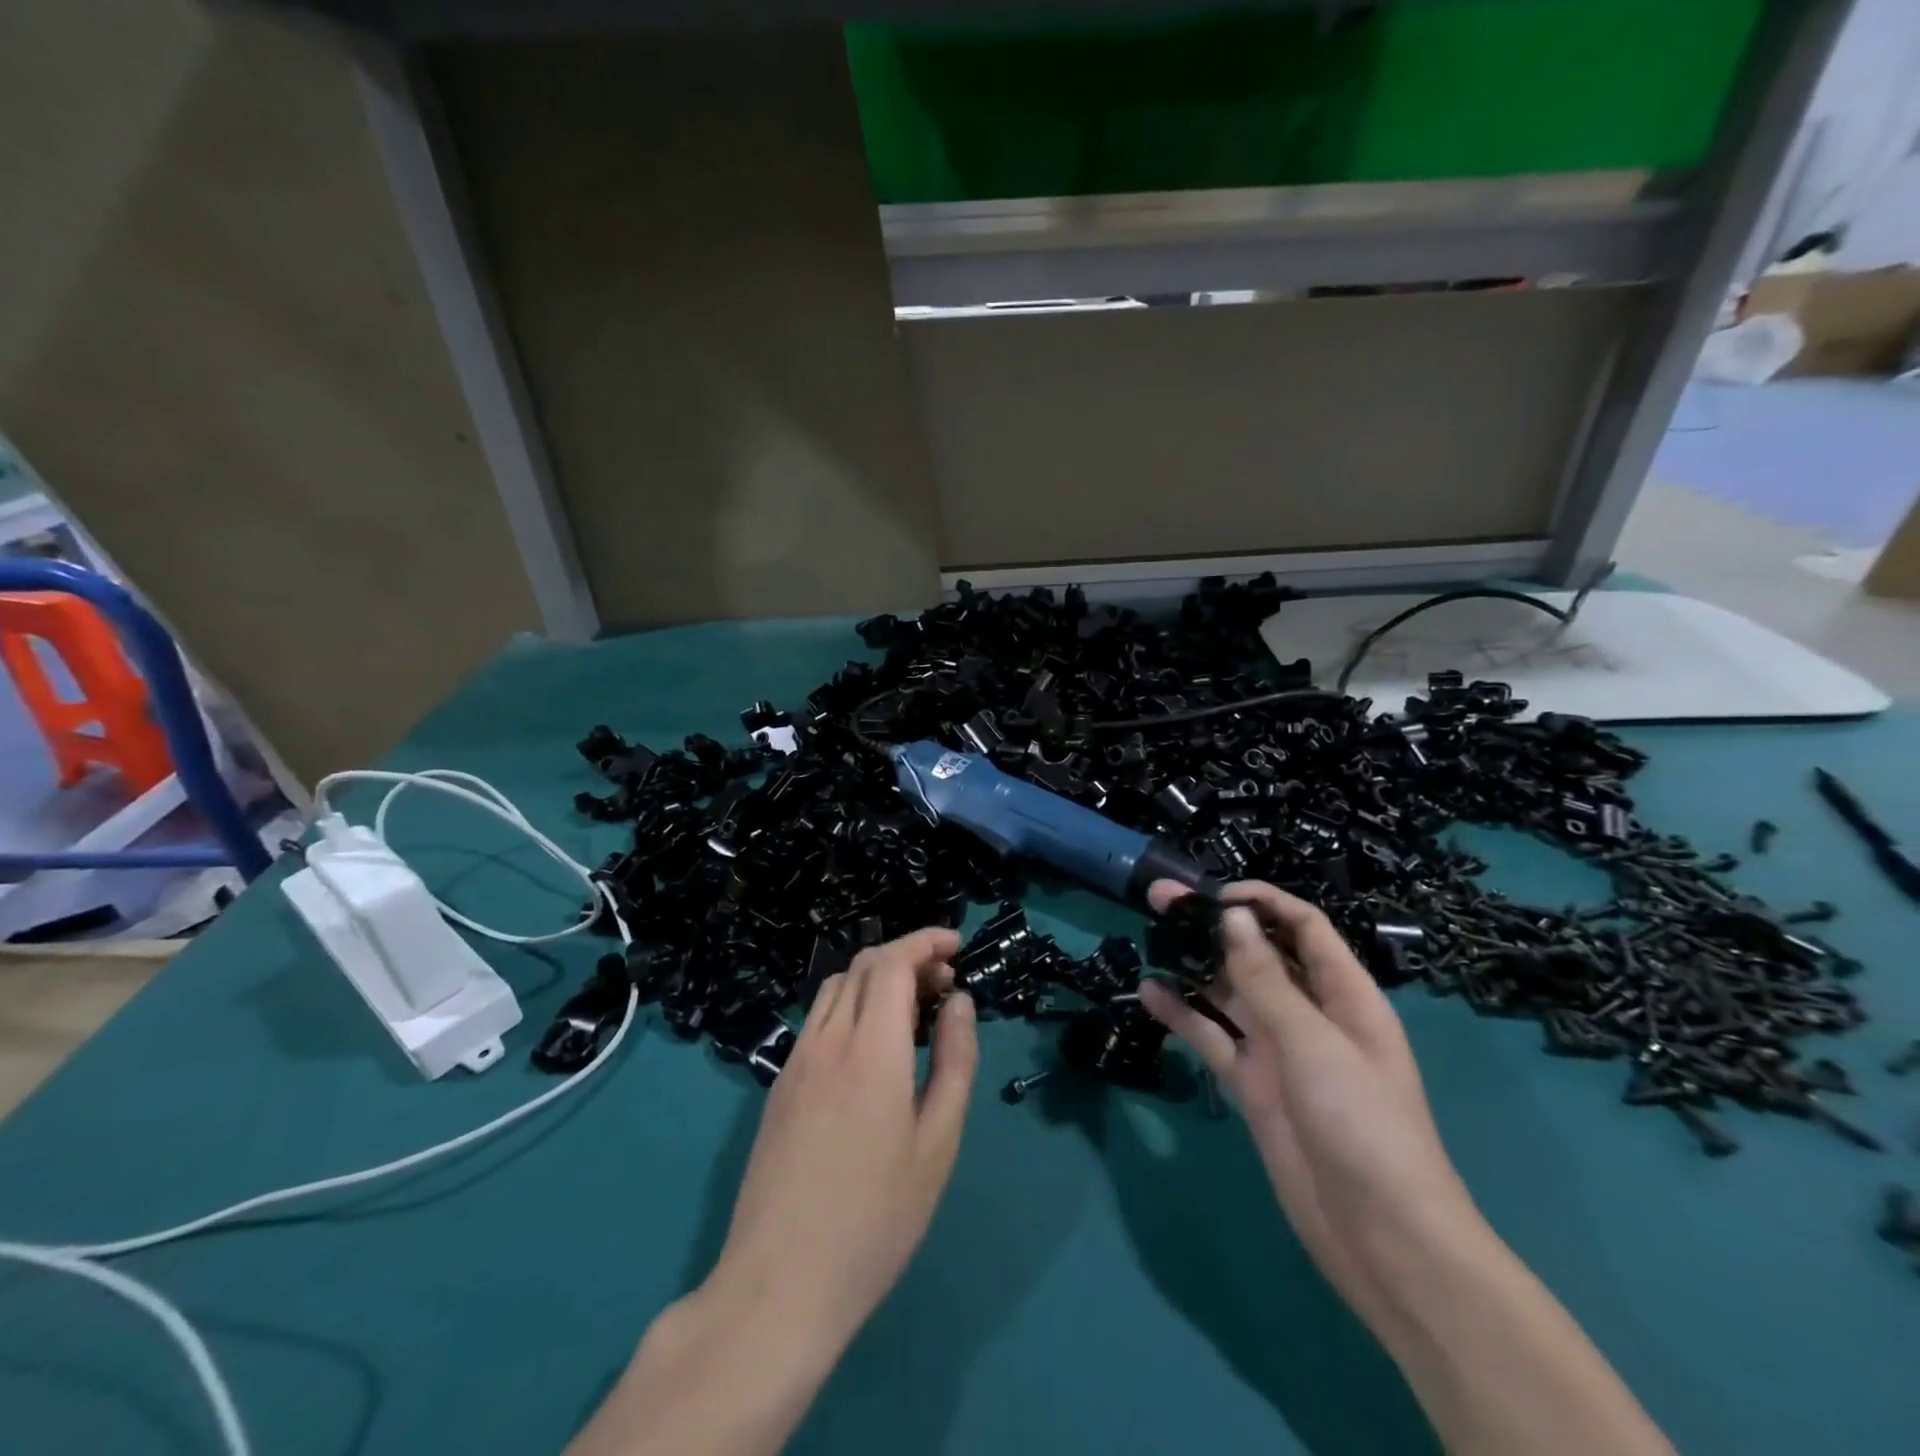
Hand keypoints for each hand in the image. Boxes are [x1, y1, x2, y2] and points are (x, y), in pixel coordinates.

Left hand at [708, 926, 977, 1349]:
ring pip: (836, 988)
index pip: (892, 962)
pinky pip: (818, 1020)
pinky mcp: (780, 1084)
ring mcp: (796, 1061)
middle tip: (944, 985)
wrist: (781, 1284)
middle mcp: (827, 1040)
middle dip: (907, 957)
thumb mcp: (937, 1143)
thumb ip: (953, 1061)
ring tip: (912, 1012)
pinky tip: (871, 1047)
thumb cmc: (876, 1219)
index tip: (956, 946)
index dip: (925, 942)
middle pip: (863, 965)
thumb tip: (958, 1001)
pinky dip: (851, 1005)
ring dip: (876, 979)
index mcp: (870, 1049)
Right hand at [1138, 880, 1478, 1337]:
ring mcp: (1278, 1051)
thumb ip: (1266, 980)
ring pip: (1230, 994)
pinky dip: (1183, 1016)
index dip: (1263, 901)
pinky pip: (1213, 1038)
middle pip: (1258, 955)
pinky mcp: (1252, 1084)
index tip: (1212, 893)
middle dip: (1214, 927)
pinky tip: (1149, 995)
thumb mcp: (1314, 1044)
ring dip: (1193, 968)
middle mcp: (1309, 1014)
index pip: (1303, 927)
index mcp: (1344, 995)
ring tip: (1148, 939)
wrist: (1381, 1239)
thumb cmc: (1363, 1126)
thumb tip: (1232, 916)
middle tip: (1159, 901)